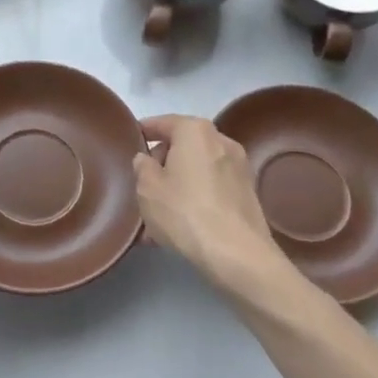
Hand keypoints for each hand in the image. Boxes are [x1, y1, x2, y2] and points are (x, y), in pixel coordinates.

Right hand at [133, 115, 289, 297]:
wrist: (237, 255)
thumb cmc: (185, 211)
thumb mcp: (147, 188)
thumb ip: (142, 166)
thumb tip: (147, 159)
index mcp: (195, 131)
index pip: (163, 122)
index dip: (143, 131)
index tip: (130, 140)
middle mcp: (221, 141)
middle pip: (182, 146)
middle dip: (161, 164)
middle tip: (142, 186)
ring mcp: (238, 168)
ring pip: (196, 172)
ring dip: (177, 186)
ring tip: (156, 216)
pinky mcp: (247, 194)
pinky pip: (211, 189)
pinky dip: (194, 199)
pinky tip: (178, 227)